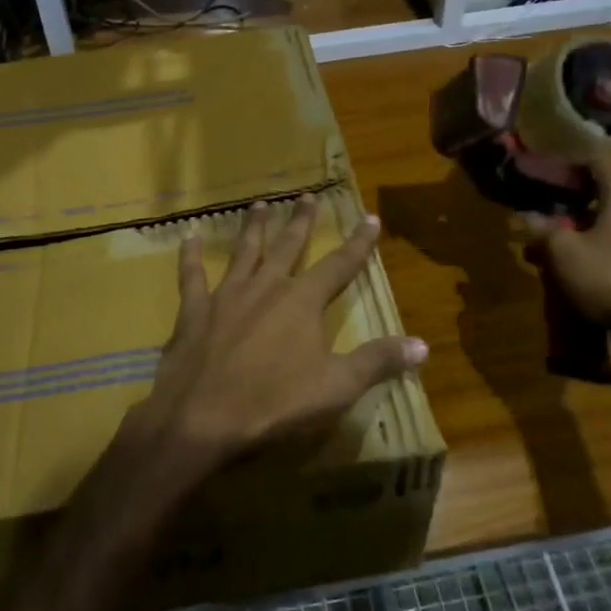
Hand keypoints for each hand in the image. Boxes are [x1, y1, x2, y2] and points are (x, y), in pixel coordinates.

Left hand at [138, 195, 427, 462]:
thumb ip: (378, 361)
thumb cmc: (275, 402)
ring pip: (244, 251)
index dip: (358, 243)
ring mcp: (228, 295)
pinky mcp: (196, 310)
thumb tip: (422, 344)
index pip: (339, 265)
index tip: (370, 217)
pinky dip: (190, 256)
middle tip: (308, 196)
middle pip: (289, 246)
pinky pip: (192, 276)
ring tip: (260, 203)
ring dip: (254, 227)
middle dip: (301, 221)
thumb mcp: (337, 386)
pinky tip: (188, 236)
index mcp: (302, 301)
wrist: (203, 415)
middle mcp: (267, 287)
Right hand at [516, 152, 610, 339]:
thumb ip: (541, 227)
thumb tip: (524, 215)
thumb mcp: (562, 250)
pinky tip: (557, 262)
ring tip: (537, 235)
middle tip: (532, 199)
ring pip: (598, 219)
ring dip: (568, 223)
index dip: (567, 159)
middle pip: (597, 189)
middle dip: (562, 194)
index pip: (596, 160)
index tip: (540, 166)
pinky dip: (580, 244)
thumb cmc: (608, 277)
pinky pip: (604, 242)